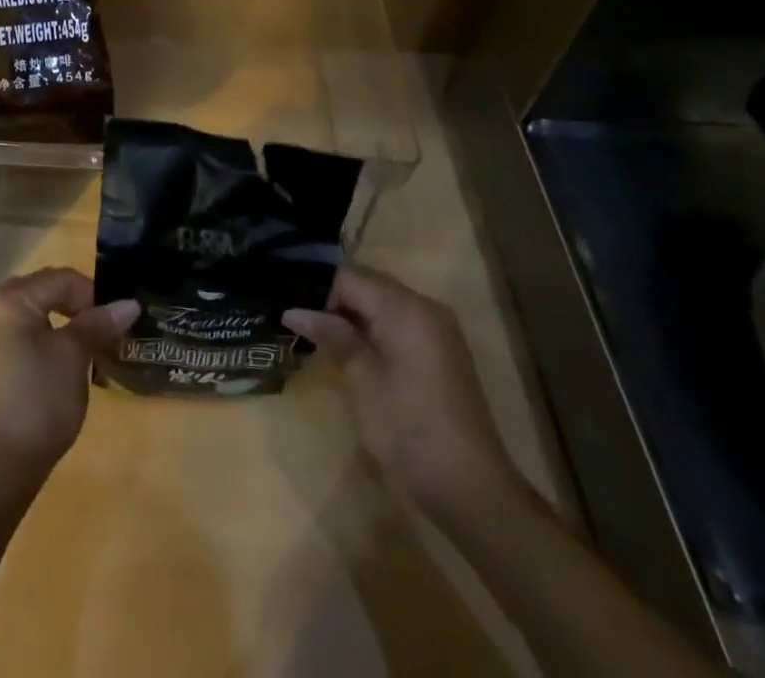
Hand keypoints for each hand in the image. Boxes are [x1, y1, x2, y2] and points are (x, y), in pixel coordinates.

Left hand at [0, 267, 138, 487]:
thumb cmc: (38, 402)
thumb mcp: (74, 357)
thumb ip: (98, 324)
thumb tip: (129, 304)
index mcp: (10, 299)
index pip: (61, 278)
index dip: (93, 296)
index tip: (114, 324)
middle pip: (44, 291)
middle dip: (76, 306)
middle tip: (102, 333)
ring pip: (32, 314)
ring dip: (61, 324)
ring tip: (85, 350)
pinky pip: (20, 336)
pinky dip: (43, 341)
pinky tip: (58, 368)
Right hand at [285, 265, 518, 516]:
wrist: (471, 489)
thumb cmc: (408, 428)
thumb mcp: (360, 379)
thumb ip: (330, 334)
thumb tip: (293, 310)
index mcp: (404, 307)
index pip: (349, 275)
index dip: (321, 293)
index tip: (303, 322)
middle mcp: (425, 306)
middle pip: (368, 284)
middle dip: (337, 303)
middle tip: (310, 334)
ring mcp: (439, 329)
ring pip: (384, 304)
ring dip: (356, 319)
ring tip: (330, 347)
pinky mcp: (443, 351)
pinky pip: (401, 323)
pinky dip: (377, 332)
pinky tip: (361, 360)